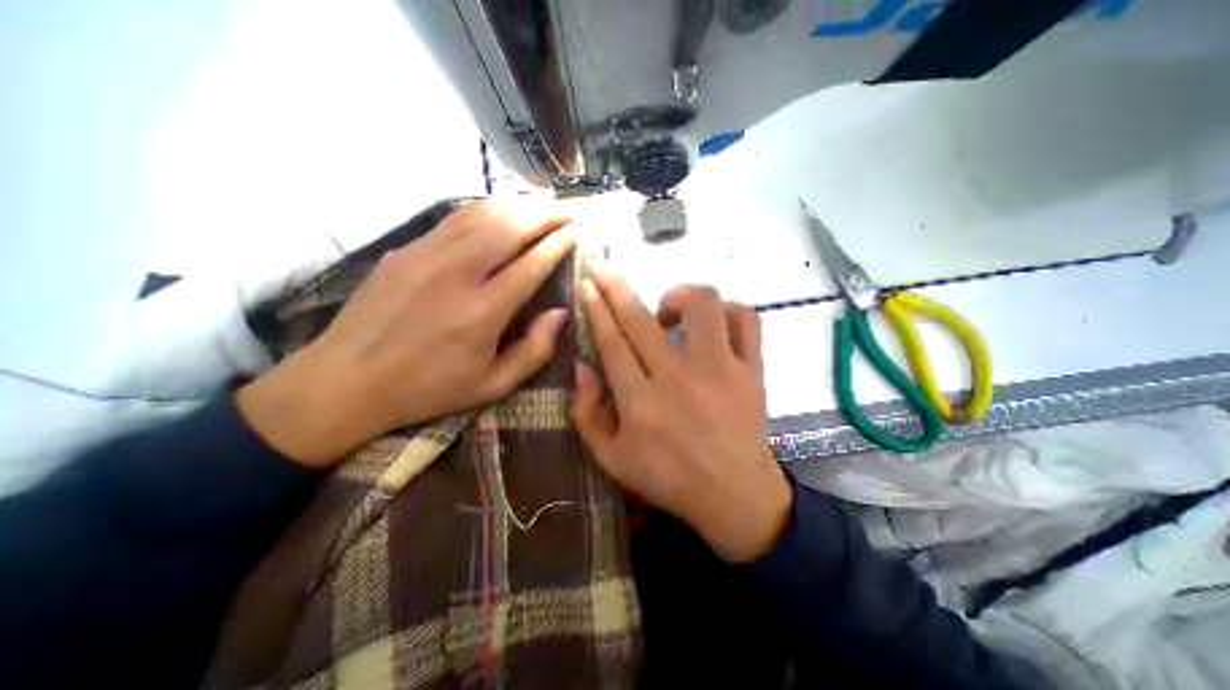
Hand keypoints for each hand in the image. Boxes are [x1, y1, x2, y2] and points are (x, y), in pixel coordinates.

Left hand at [237, 201, 576, 467]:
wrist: (347, 381)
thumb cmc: (429, 389)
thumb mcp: (492, 385)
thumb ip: (534, 351)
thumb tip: (561, 313)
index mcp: (482, 312)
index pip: (531, 264)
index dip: (558, 244)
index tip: (577, 233)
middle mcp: (457, 274)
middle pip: (509, 227)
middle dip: (545, 214)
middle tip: (569, 209)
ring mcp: (427, 255)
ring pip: (481, 214)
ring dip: (517, 204)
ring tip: (541, 202)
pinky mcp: (406, 250)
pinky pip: (455, 219)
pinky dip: (485, 209)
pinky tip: (500, 210)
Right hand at [573, 268, 793, 562]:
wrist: (734, 496)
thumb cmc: (668, 480)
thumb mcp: (611, 459)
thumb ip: (587, 413)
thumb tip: (583, 366)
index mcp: (641, 402)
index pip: (612, 341)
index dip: (597, 308)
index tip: (588, 283)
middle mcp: (678, 377)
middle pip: (641, 318)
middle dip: (616, 286)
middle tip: (604, 268)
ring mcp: (721, 370)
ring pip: (702, 306)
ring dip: (678, 296)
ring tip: (668, 311)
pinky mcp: (751, 370)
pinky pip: (746, 320)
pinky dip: (728, 311)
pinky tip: (713, 324)